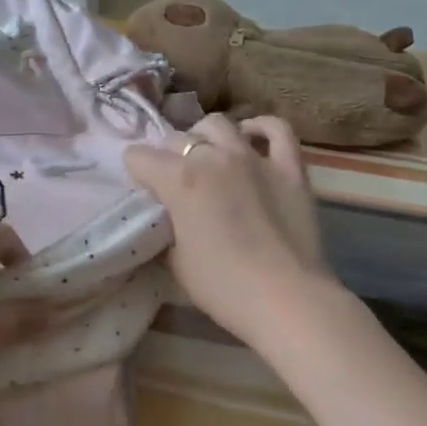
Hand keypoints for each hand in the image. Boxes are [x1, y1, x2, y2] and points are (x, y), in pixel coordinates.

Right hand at [124, 114, 334, 345]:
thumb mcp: (174, 260)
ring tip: (208, 157)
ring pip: (219, 124)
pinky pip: (277, 130)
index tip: (143, 192)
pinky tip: (251, 138)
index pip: (138, 157)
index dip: (136, 173)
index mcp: (179, 179)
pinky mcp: (290, 168)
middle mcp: (213, 157)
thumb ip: (165, 227)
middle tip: (174, 183)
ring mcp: (254, 157)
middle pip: (177, 139)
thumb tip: (167, 219)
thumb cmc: (222, 286)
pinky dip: (260, 129)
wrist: (286, 300)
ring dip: (205, 137)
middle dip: (168, 157)